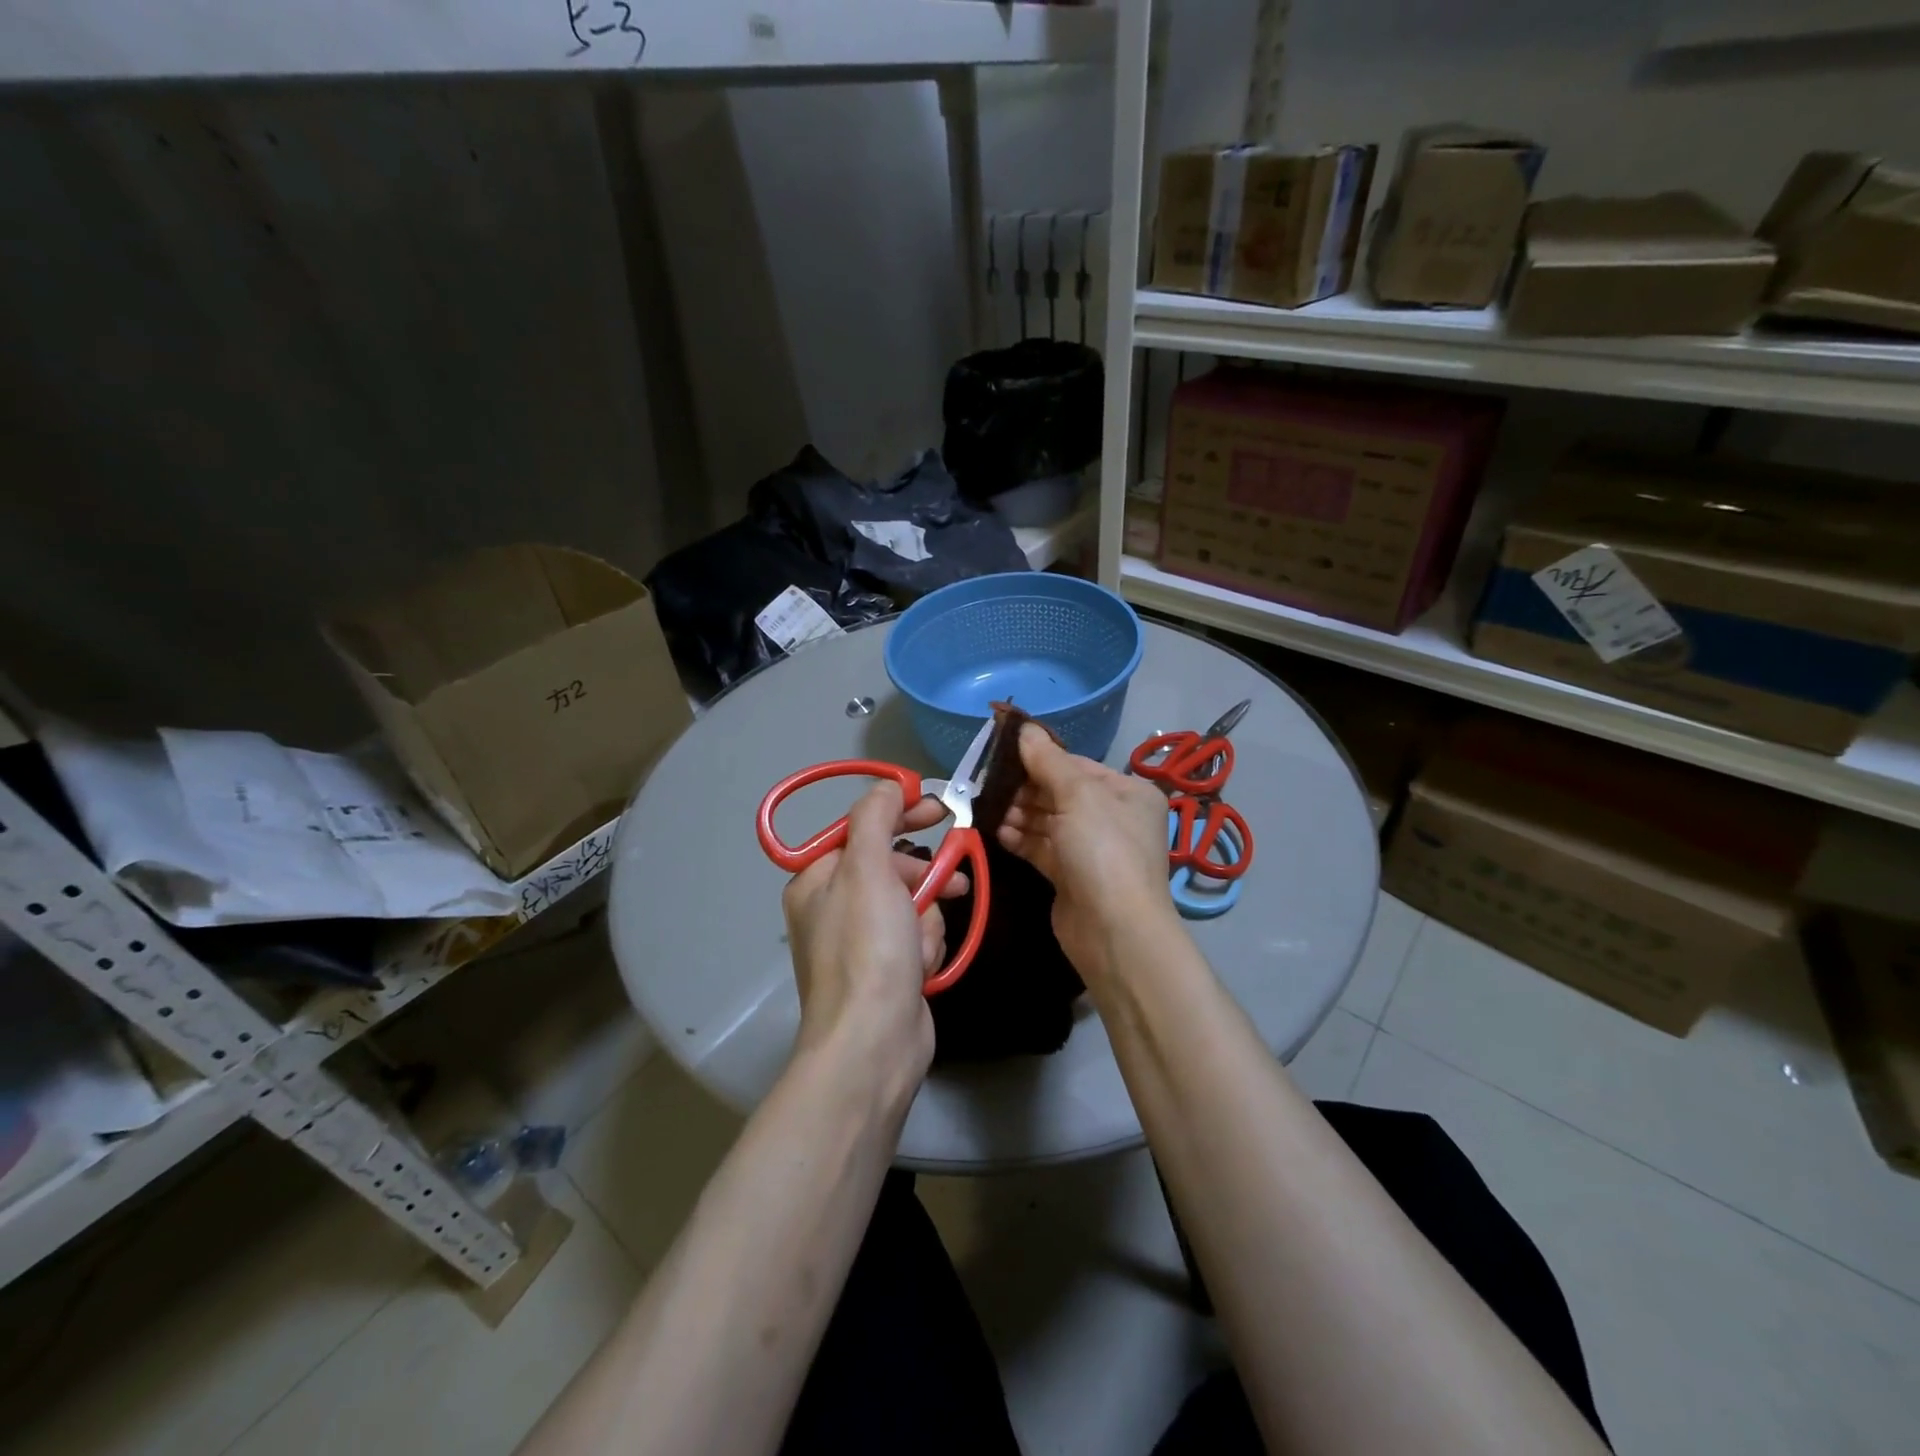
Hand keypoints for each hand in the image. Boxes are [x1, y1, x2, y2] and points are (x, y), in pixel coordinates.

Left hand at [780, 781, 964, 1095]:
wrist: (875, 1042)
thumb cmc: (867, 948)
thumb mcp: (867, 869)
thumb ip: (875, 817)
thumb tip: (888, 786)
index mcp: (817, 881)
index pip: (862, 829)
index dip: (900, 814)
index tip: (939, 807)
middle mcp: (833, 908)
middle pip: (891, 867)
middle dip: (922, 877)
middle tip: (954, 874)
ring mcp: (861, 943)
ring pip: (912, 903)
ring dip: (925, 918)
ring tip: (923, 944)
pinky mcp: (887, 971)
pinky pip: (917, 937)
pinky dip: (925, 947)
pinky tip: (922, 967)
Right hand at [995, 724, 1177, 983]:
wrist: (1114, 931)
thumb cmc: (1103, 851)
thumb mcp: (1078, 795)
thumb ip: (1048, 761)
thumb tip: (1024, 728)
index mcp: (1128, 792)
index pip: (1077, 765)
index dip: (1041, 758)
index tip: (1002, 752)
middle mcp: (1114, 818)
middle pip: (1061, 792)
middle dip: (1026, 788)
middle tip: (989, 784)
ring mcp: (1093, 849)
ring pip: (1049, 821)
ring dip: (1020, 814)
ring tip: (989, 808)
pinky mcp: (1072, 876)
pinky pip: (1043, 848)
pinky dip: (1021, 838)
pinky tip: (997, 832)